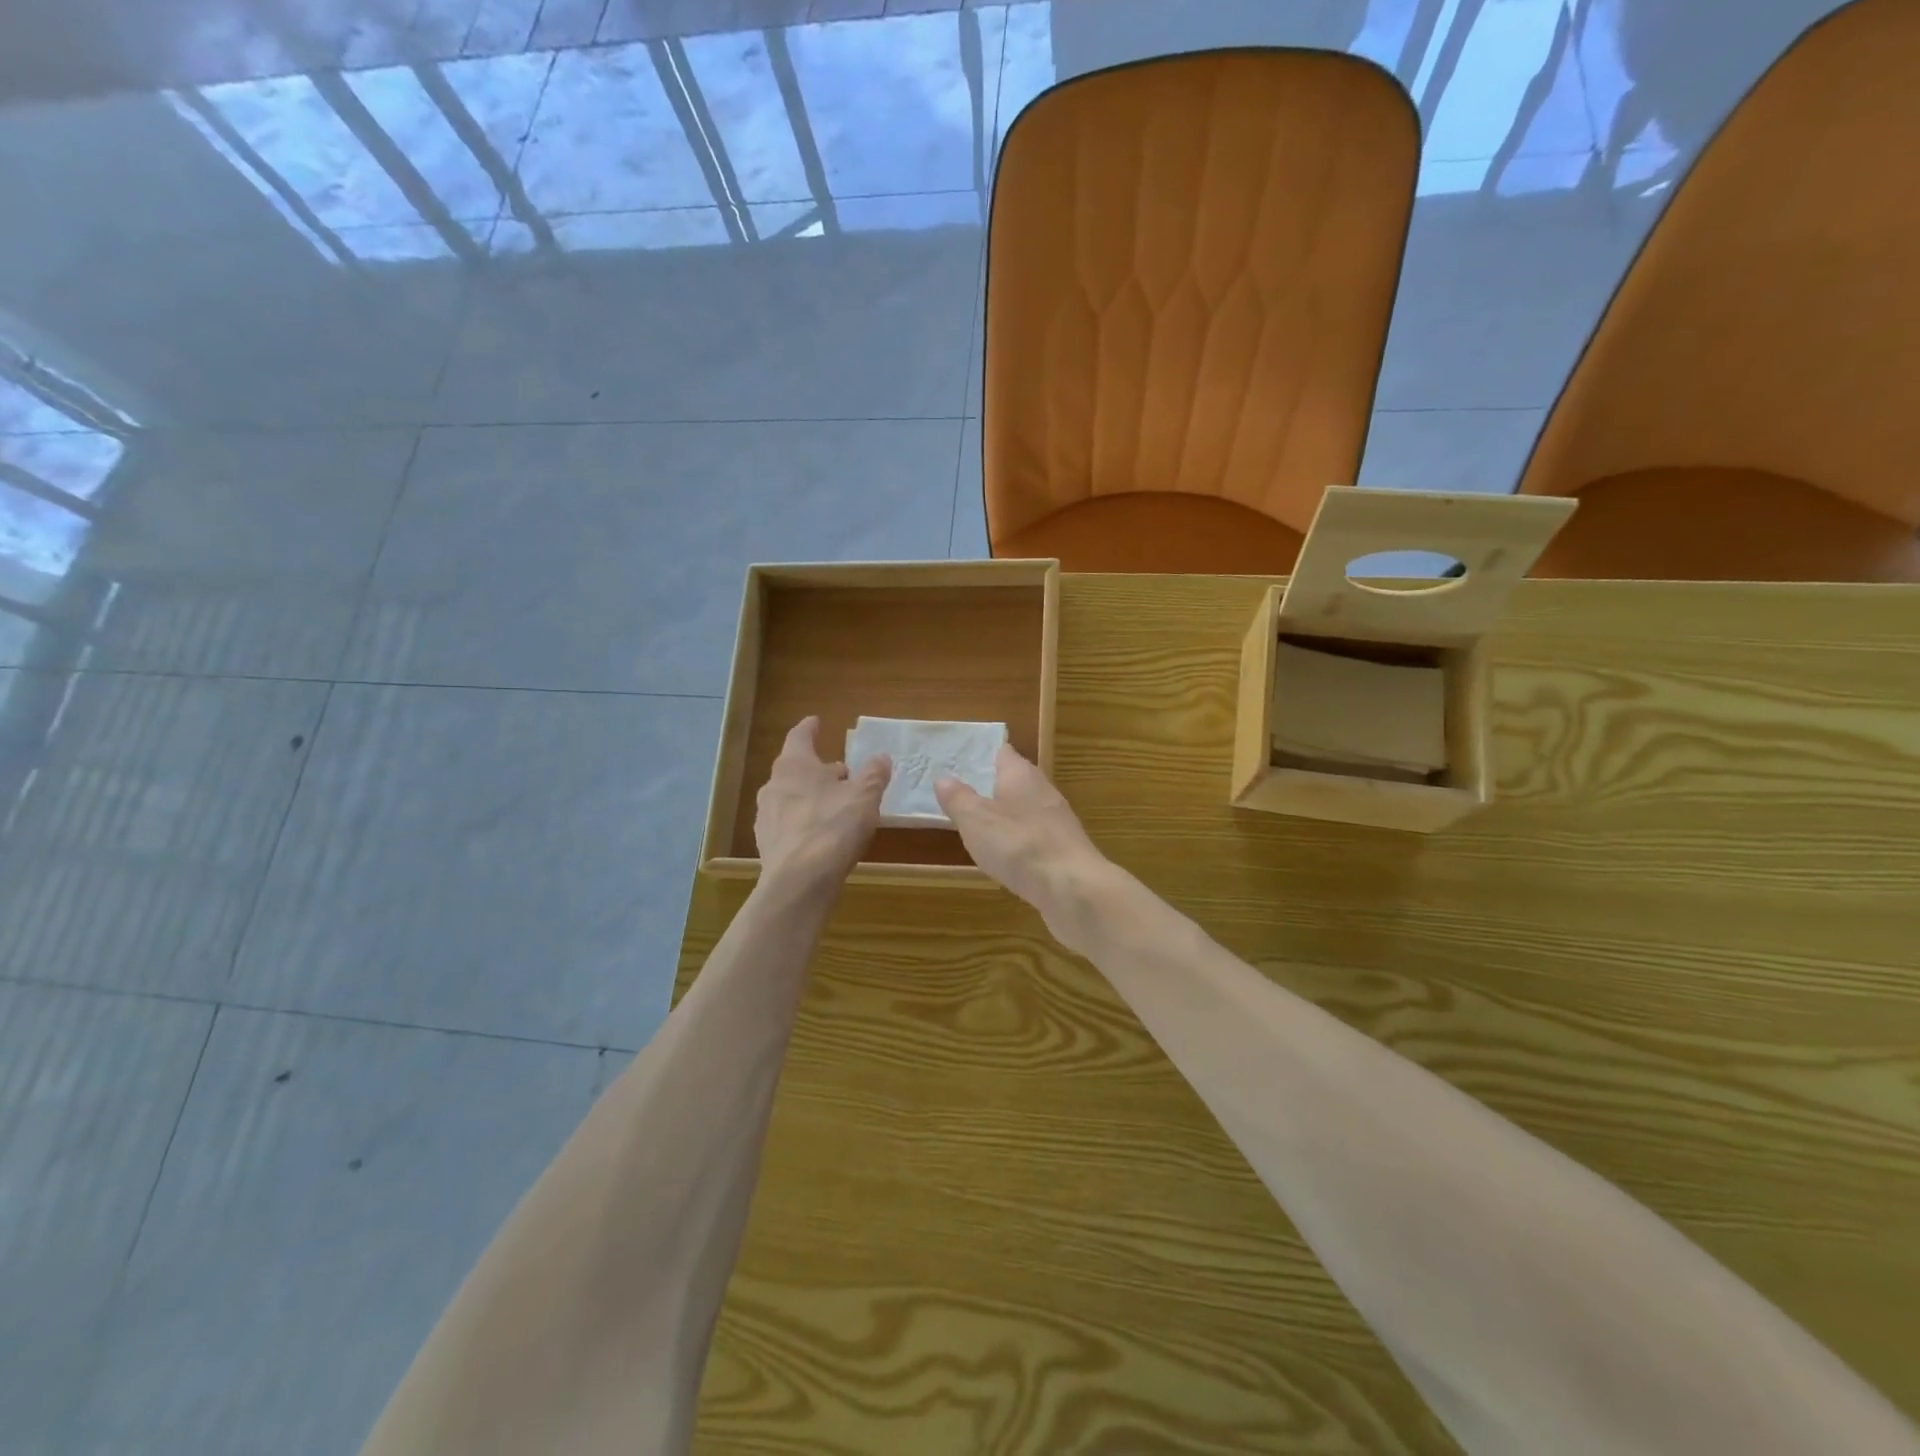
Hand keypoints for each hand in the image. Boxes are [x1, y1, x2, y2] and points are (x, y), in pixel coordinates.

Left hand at [755, 717, 889, 894]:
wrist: (800, 882)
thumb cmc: (833, 827)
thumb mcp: (865, 796)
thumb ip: (874, 774)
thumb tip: (880, 758)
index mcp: (794, 765)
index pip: (800, 737)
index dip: (810, 728)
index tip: (816, 722)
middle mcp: (774, 785)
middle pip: (796, 769)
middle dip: (818, 769)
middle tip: (841, 772)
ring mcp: (766, 816)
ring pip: (791, 797)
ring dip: (812, 796)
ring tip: (836, 805)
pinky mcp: (768, 845)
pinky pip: (788, 824)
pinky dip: (804, 822)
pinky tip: (822, 835)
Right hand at [934, 747, 1114, 948]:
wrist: (1073, 888)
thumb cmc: (1019, 845)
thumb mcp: (976, 820)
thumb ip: (958, 798)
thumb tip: (943, 778)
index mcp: (1021, 775)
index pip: (1002, 752)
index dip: (982, 754)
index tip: (959, 758)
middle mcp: (1043, 790)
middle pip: (1015, 780)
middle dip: (991, 785)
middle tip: (961, 792)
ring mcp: (1057, 821)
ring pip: (1025, 809)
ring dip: (1005, 815)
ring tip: (978, 824)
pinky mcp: (1064, 849)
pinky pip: (1034, 836)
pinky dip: (1018, 840)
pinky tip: (1006, 856)